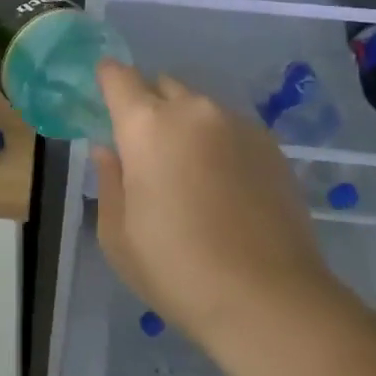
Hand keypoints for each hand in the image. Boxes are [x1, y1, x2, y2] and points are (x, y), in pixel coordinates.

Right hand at [91, 62, 355, 346]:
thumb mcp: (118, 235)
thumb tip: (109, 151)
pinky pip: (231, 129)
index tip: (103, 97)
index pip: (118, 76)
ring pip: (199, 108)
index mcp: (146, 125)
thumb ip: (109, 181)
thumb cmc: (176, 269)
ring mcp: (237, 124)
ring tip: (190, 172)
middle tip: (145, 149)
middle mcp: (193, 111)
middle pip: (161, 86)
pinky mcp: (271, 146)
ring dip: (186, 125)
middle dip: (148, 106)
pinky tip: (224, 186)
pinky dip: (219, 143)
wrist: (269, 299)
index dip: (107, 80)